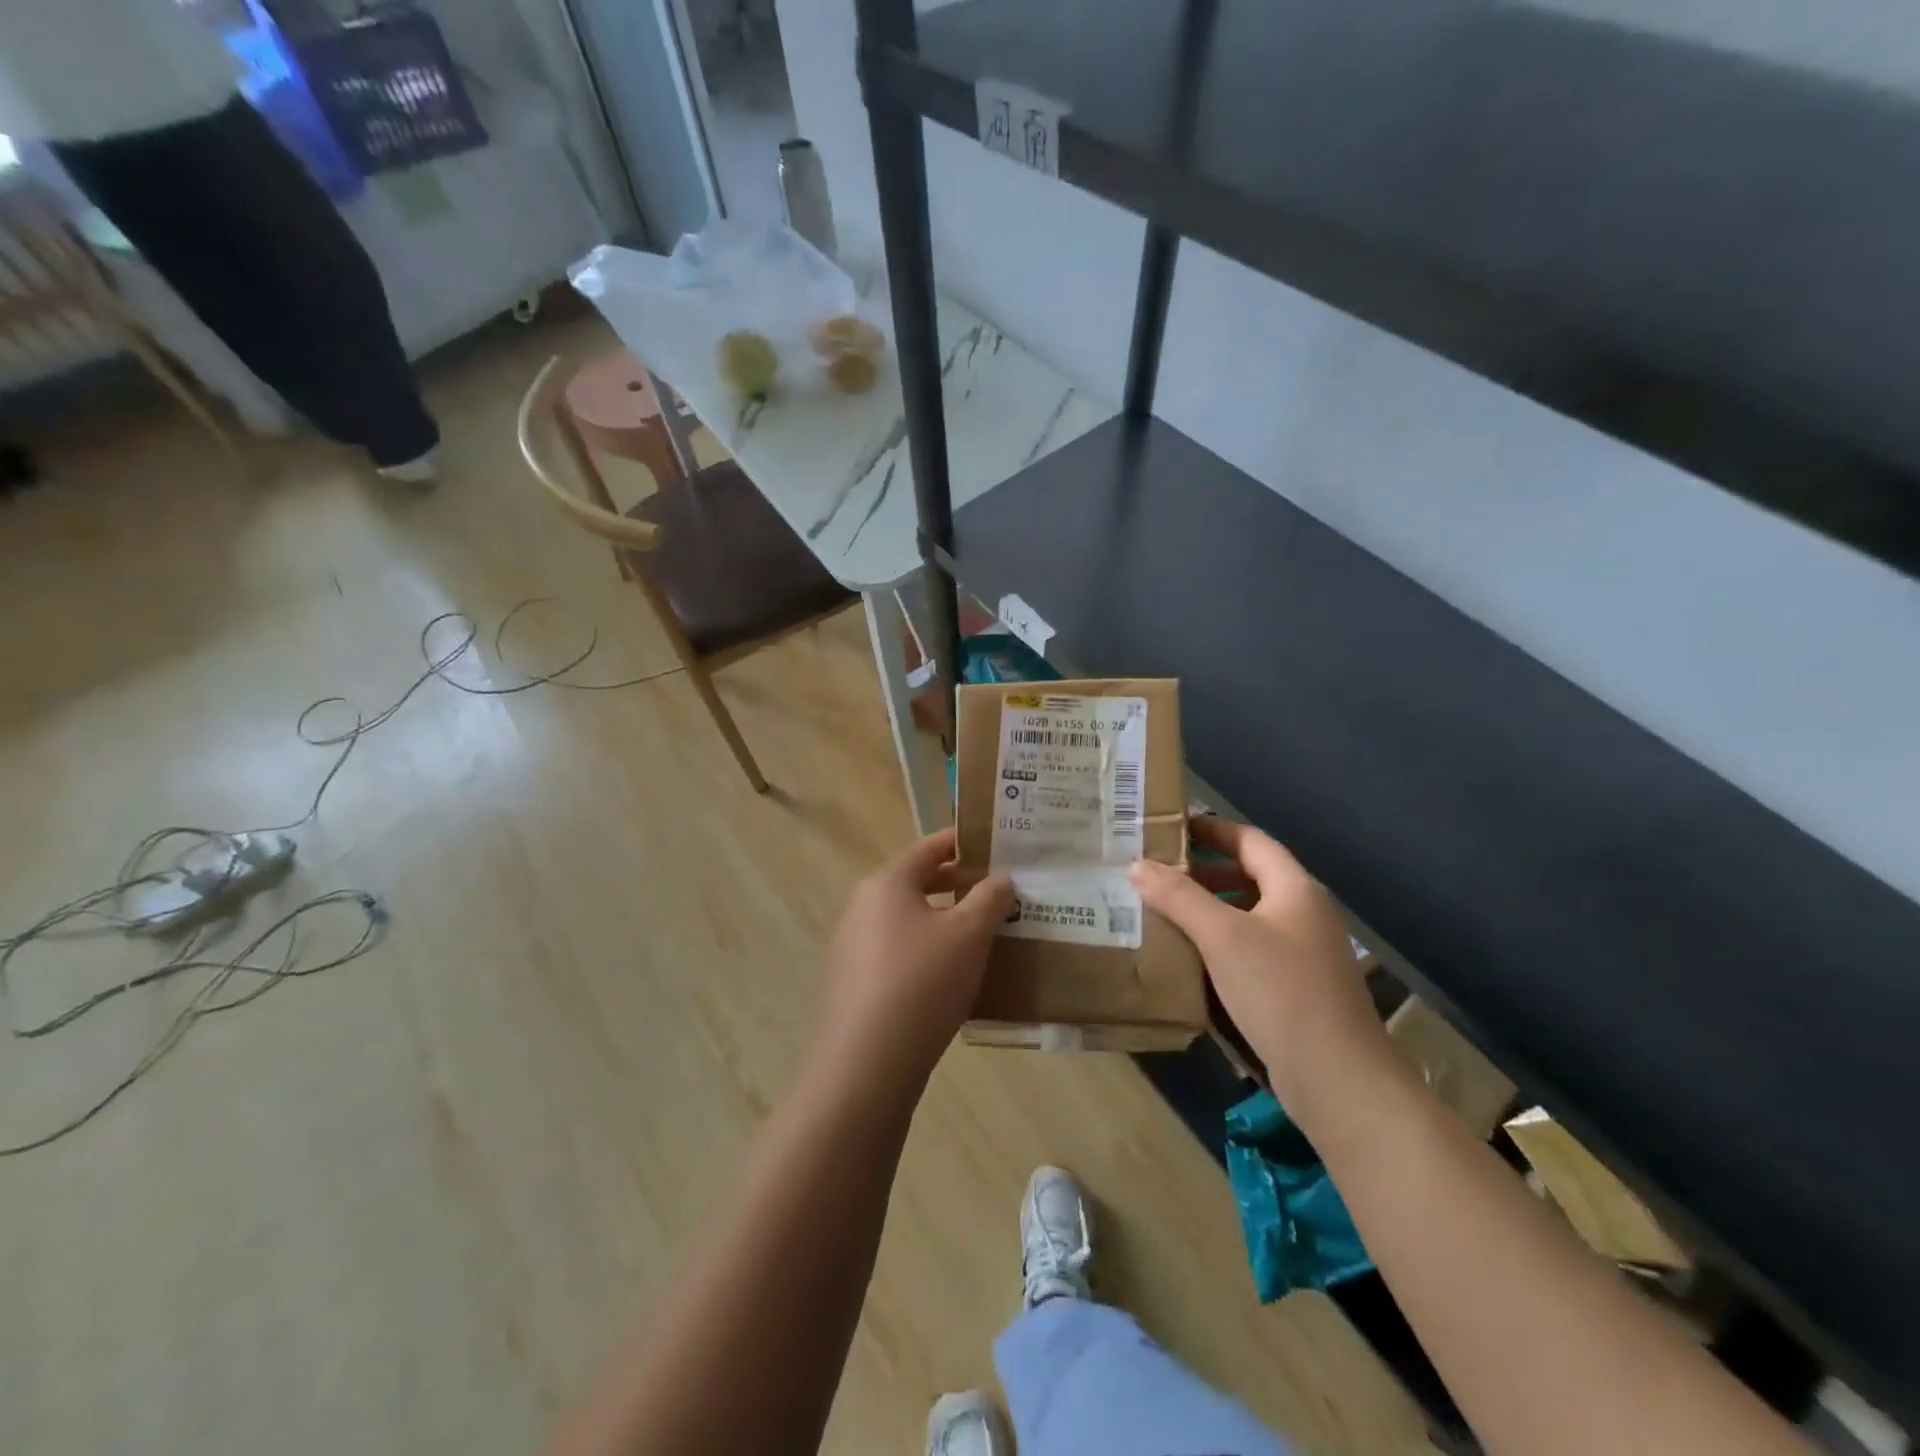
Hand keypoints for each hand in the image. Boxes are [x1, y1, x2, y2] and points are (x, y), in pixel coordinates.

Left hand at [815, 829, 1014, 1094]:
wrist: (868, 1063)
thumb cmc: (922, 982)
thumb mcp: (969, 935)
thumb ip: (990, 899)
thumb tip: (1001, 878)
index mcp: (886, 883)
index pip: (929, 849)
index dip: (962, 843)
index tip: (994, 845)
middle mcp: (863, 906)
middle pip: (916, 883)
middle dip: (957, 885)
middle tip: (998, 890)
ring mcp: (853, 946)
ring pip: (908, 920)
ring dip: (944, 921)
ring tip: (983, 933)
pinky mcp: (855, 982)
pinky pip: (898, 952)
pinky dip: (926, 951)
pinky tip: (954, 975)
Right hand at [1130, 818, 1396, 1129]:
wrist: (1338, 1079)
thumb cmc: (1280, 991)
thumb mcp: (1222, 936)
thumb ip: (1179, 897)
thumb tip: (1137, 865)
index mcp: (1294, 889)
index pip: (1250, 840)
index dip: (1211, 829)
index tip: (1169, 829)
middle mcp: (1303, 913)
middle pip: (1249, 876)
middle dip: (1202, 872)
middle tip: (1155, 873)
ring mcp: (1303, 954)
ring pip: (1248, 916)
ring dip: (1208, 910)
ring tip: (1162, 912)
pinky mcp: (1297, 988)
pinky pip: (1251, 950)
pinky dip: (1220, 944)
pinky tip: (1189, 959)